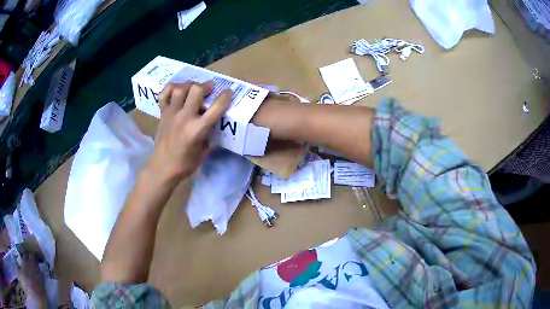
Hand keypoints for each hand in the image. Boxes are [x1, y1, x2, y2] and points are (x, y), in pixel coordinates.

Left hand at [147, 81, 231, 183]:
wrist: (163, 167)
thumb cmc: (185, 163)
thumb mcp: (203, 152)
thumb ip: (209, 136)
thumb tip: (214, 124)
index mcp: (197, 129)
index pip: (215, 108)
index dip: (225, 97)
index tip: (229, 92)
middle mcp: (184, 117)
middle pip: (196, 90)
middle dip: (206, 86)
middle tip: (209, 88)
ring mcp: (171, 114)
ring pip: (180, 88)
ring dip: (189, 85)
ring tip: (193, 88)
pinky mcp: (162, 113)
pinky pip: (164, 94)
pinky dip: (170, 89)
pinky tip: (176, 90)